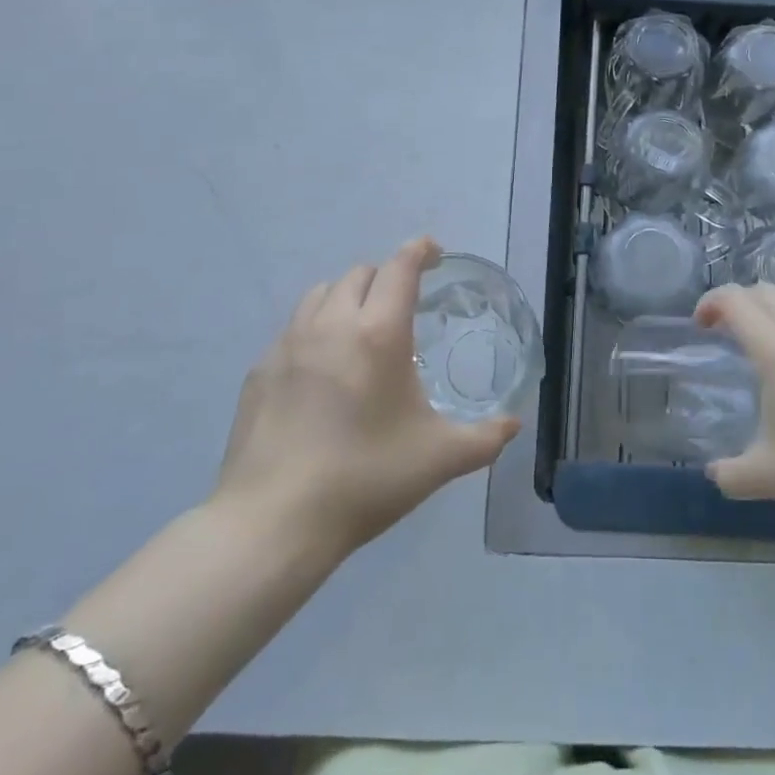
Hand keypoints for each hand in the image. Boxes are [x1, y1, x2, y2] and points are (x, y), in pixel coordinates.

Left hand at [211, 237, 518, 555]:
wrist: (273, 523)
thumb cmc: (366, 479)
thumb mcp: (440, 459)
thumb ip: (486, 437)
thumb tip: (515, 424)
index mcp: (378, 333)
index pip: (400, 268)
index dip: (420, 251)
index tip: (434, 252)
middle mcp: (331, 325)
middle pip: (360, 273)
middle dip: (386, 277)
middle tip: (403, 305)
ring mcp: (288, 345)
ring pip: (321, 294)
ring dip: (347, 297)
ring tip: (360, 330)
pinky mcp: (260, 370)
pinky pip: (293, 329)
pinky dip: (315, 330)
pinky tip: (322, 372)